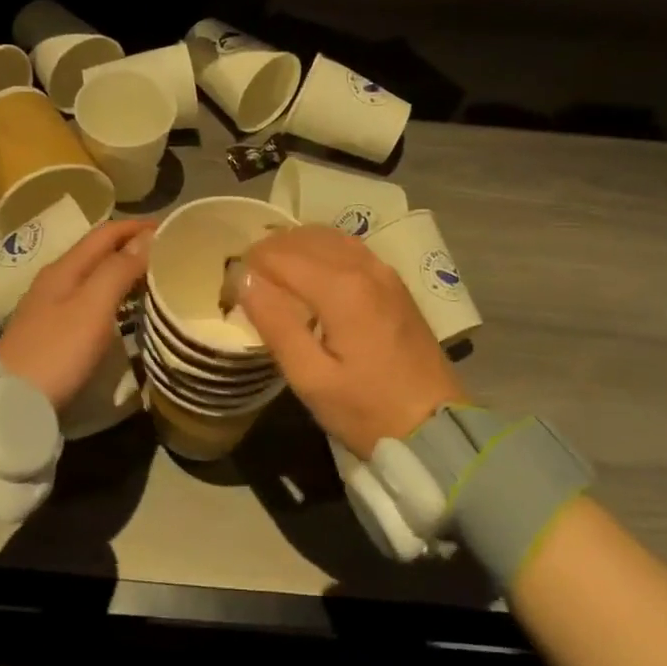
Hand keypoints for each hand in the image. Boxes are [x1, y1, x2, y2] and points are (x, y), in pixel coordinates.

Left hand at [0, 218, 154, 412]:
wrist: (9, 400)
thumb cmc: (57, 351)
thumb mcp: (92, 307)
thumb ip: (118, 270)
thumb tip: (146, 238)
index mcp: (64, 268)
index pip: (105, 233)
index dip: (137, 227)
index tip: (171, 229)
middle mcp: (54, 280)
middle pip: (97, 252)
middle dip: (131, 246)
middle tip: (167, 254)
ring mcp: (48, 306)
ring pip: (91, 276)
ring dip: (121, 271)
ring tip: (152, 279)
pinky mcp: (49, 331)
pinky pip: (86, 299)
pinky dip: (110, 294)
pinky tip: (122, 309)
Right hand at [238, 225, 465, 457]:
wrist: (435, 428)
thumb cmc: (366, 410)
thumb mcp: (310, 378)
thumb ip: (275, 323)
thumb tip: (244, 278)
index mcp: (341, 288)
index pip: (278, 254)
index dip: (248, 267)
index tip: (230, 293)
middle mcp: (364, 267)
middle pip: (302, 238)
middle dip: (267, 253)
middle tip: (247, 285)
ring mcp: (384, 271)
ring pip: (326, 236)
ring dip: (293, 247)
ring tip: (272, 277)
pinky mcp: (394, 282)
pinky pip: (348, 247)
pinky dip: (320, 250)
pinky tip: (309, 275)